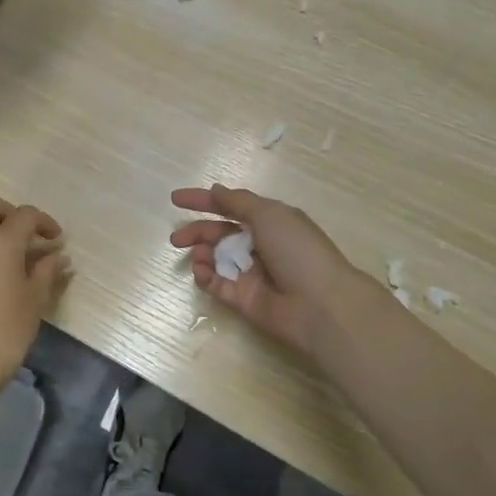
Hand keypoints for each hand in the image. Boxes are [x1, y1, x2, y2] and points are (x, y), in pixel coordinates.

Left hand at [0, 192, 69, 397]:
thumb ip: (47, 271)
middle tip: (27, 235)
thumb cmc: (7, 330)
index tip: (57, 240)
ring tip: (11, 255)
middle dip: (9, 212)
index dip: (45, 222)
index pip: (25, 214)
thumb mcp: (35, 299)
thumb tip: (59, 256)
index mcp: (0, 241)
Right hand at [170, 185, 370, 357]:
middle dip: (197, 232)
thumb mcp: (269, 215)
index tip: (175, 199)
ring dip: (203, 254)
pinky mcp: (245, 300)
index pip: (232, 206)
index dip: (204, 201)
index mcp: (270, 221)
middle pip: (221, 234)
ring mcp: (252, 274)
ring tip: (198, 256)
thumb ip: (237, 202)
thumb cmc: (297, 251)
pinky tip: (202, 272)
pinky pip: (218, 285)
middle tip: (176, 239)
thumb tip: (215, 190)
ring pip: (217, 259)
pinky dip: (206, 277)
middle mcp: (261, 245)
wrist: (320, 305)